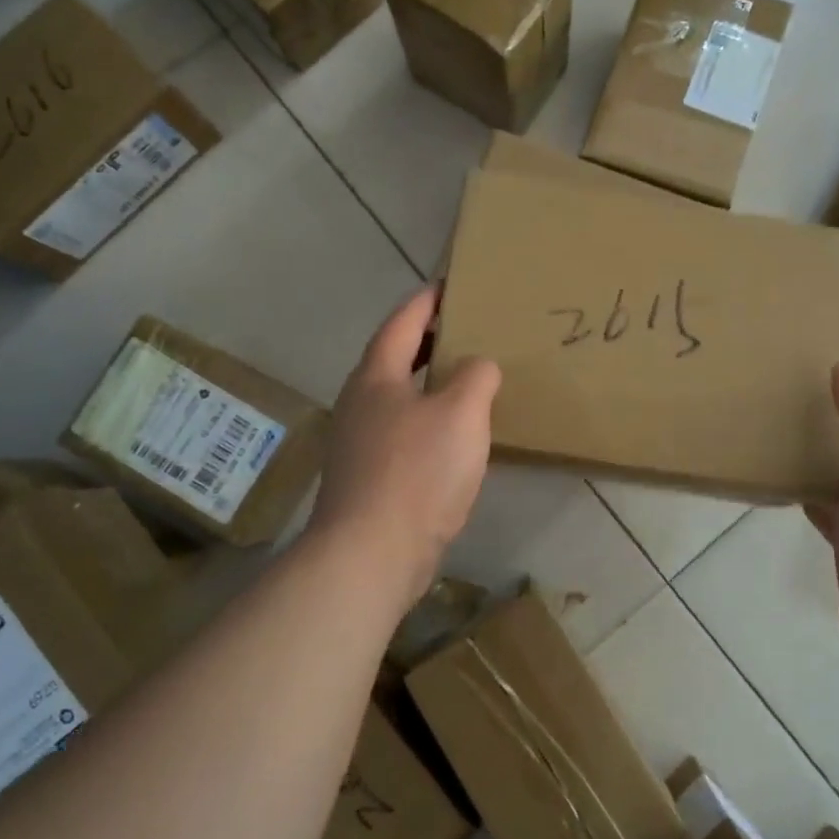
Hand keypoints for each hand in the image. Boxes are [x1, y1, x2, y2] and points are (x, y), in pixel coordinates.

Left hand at [308, 286, 500, 607]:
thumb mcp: (461, 412)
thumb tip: (478, 366)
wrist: (372, 553)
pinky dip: (429, 419)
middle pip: (395, 357)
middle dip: (429, 340)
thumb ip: (476, 376)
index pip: (403, 322)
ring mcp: (360, 442)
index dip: (427, 301)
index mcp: (377, 376)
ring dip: (429, 382)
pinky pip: (403, 431)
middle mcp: (361, 402)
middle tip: (467, 329)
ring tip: (467, 379)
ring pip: (399, 397)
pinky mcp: (370, 476)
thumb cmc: (417, 471)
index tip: (451, 285)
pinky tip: (454, 435)